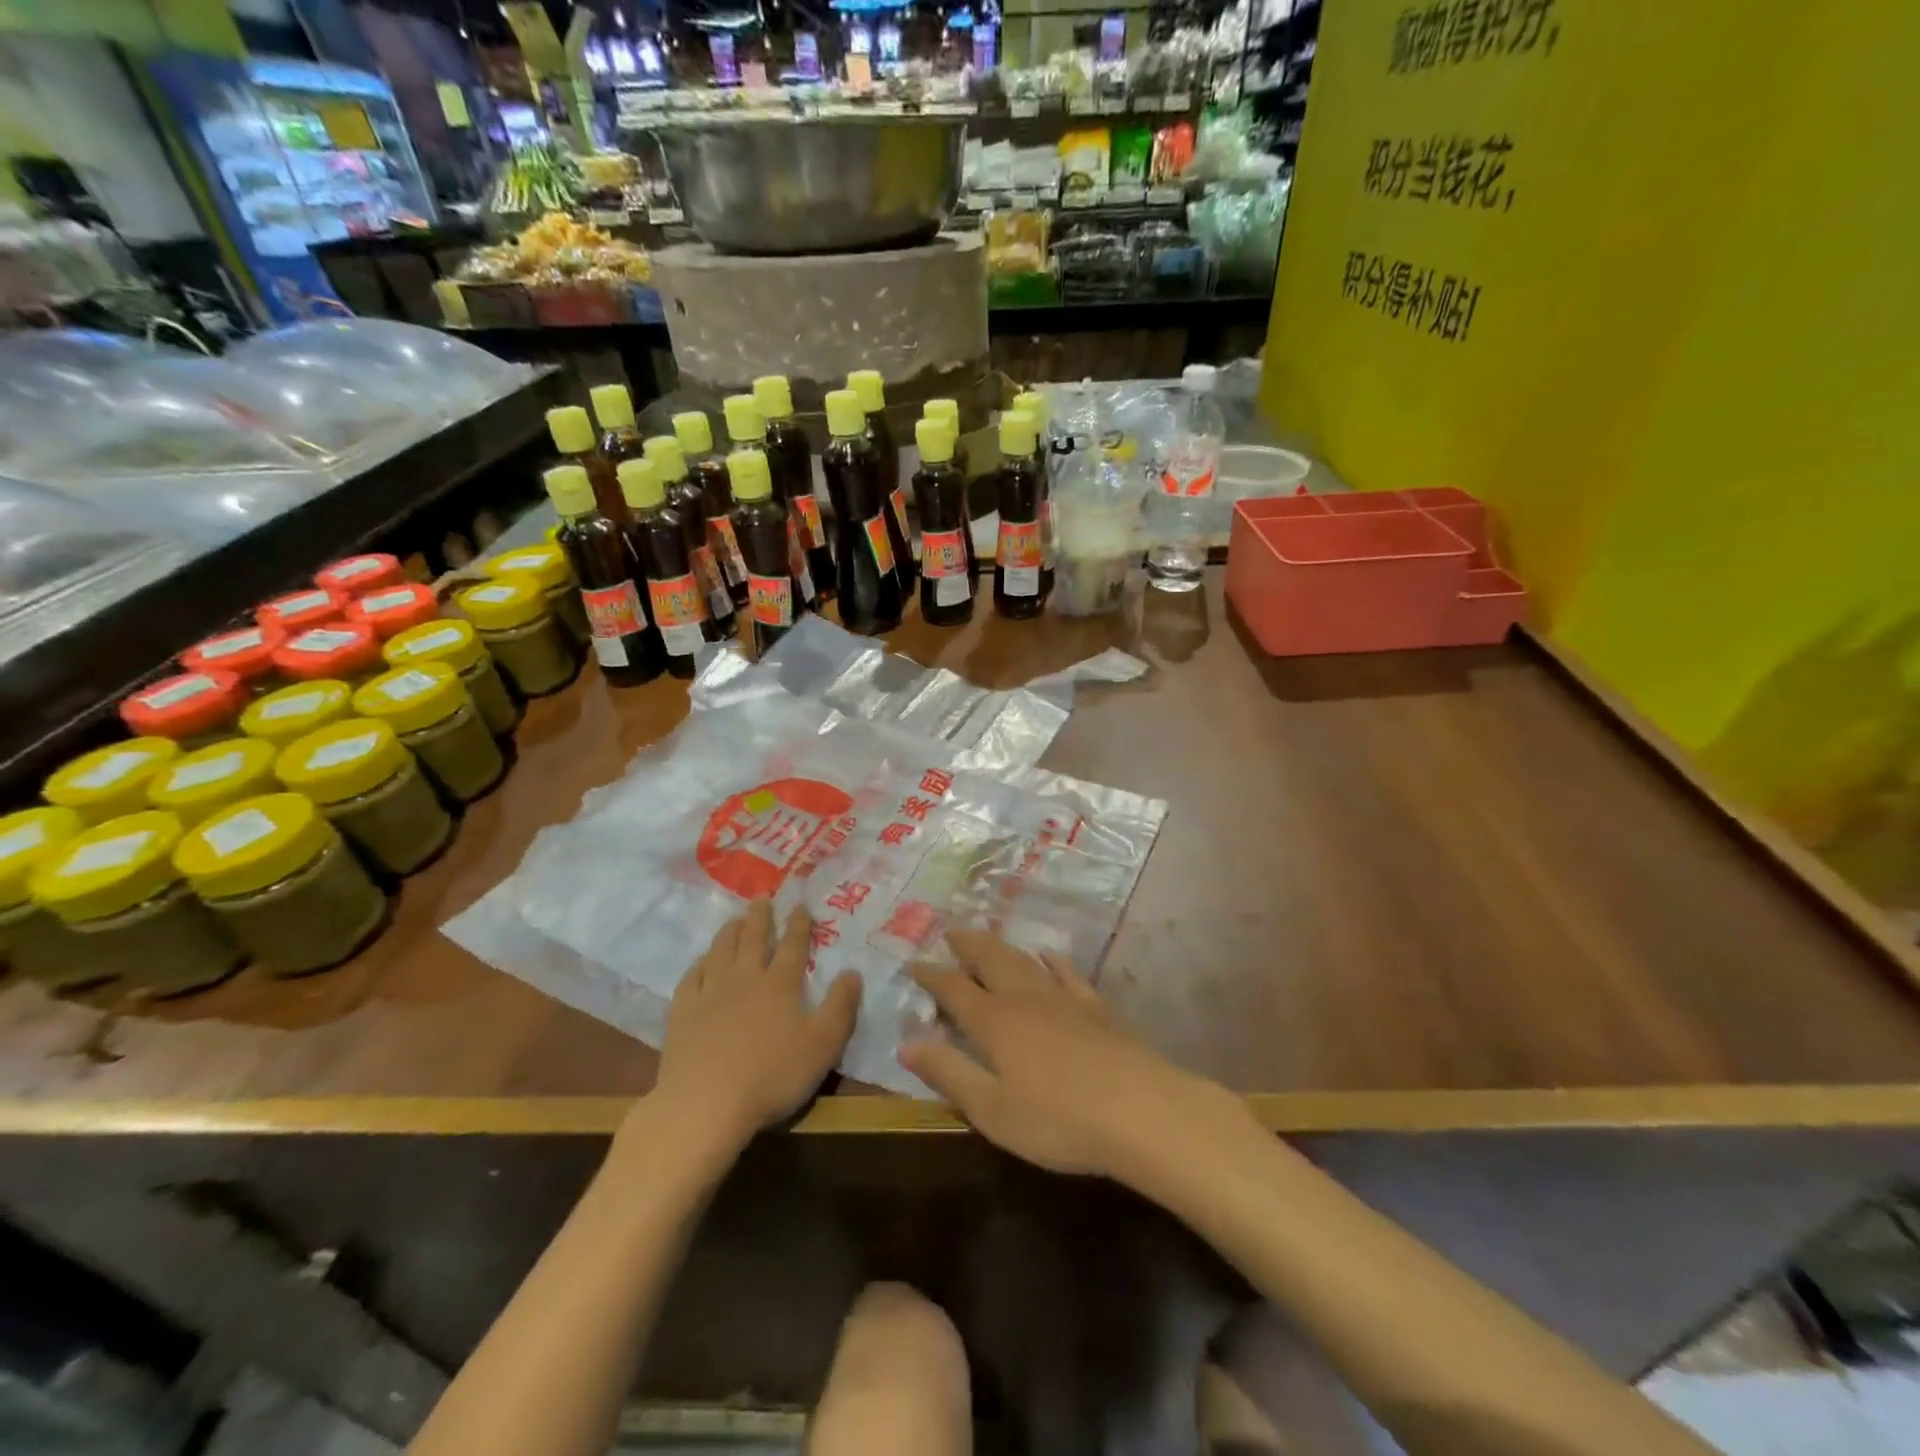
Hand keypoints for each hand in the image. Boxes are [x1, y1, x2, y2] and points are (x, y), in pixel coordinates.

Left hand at [648, 901, 860, 1155]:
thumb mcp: (823, 1044)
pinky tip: (701, 962)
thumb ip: (840, 1006)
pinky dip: (699, 964)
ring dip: (730, 932)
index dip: (799, 924)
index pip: (793, 945)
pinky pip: (692, 977)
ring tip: (734, 919)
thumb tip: (853, 972)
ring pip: (721, 951)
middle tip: (762, 897)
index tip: (800, 905)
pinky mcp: (683, 1013)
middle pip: (753, 939)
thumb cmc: (772, 1076)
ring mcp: (710, 993)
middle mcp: (745, 979)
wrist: (705, 1105)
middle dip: (760, 917)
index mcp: (780, 984)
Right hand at [900, 929, 1228, 1182]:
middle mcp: (1024, 998)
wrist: (1140, 1109)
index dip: (930, 975)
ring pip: (1023, 960)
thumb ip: (949, 1072)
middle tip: (950, 933)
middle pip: (989, 960)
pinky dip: (1051, 960)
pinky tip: (1047, 954)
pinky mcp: (1095, 1007)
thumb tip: (906, 1041)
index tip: (912, 962)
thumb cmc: (1057, 1119)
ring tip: (986, 936)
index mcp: (994, 1021)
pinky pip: (1067, 972)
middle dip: (966, 945)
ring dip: (1000, 946)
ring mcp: (1063, 998)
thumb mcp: (991, 1109)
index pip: (953, 988)